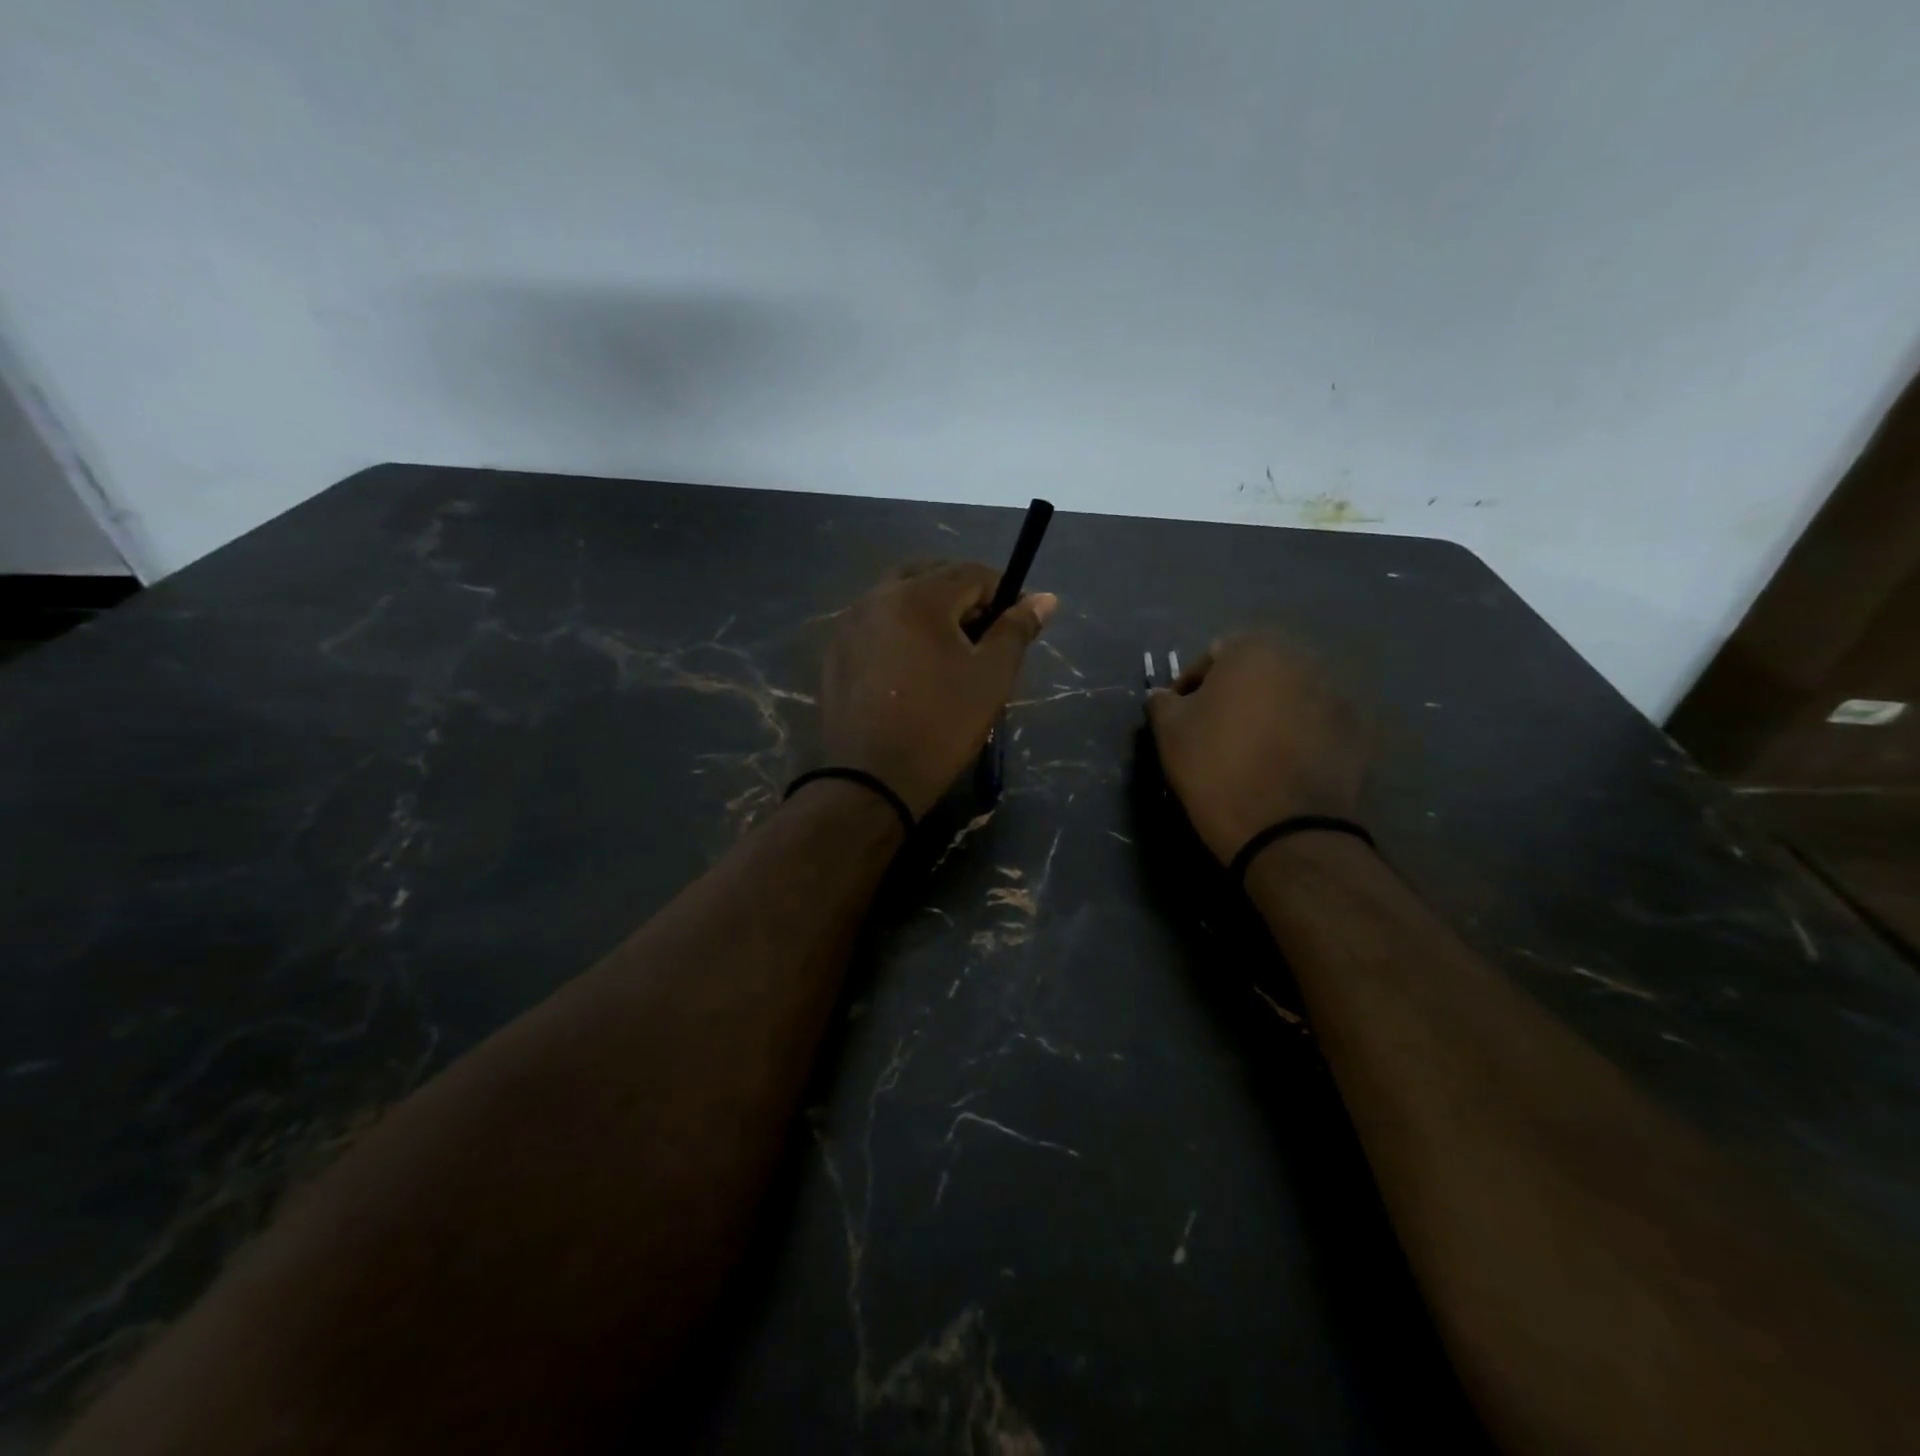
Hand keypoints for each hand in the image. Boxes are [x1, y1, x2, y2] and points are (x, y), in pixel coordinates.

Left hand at [820, 563, 1056, 817]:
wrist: (872, 778)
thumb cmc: (942, 725)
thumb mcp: (991, 677)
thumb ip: (1017, 630)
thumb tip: (1046, 598)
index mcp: (918, 596)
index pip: (972, 572)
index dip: (1003, 593)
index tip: (1016, 625)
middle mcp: (878, 596)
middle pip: (931, 575)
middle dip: (963, 596)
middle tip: (981, 637)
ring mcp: (850, 623)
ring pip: (899, 597)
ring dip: (929, 610)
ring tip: (947, 653)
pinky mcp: (836, 651)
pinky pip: (876, 623)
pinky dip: (900, 630)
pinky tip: (911, 669)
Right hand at [1146, 635, 1366, 862]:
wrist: (1287, 829)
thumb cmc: (1217, 768)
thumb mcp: (1169, 732)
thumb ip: (1162, 701)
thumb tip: (1164, 695)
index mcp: (1254, 648)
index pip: (1212, 656)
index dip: (1191, 687)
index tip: (1181, 718)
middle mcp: (1302, 658)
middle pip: (1257, 671)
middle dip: (1237, 694)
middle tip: (1217, 731)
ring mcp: (1338, 693)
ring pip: (1291, 695)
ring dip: (1271, 712)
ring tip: (1254, 750)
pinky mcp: (1361, 730)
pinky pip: (1319, 722)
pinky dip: (1303, 734)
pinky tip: (1286, 764)